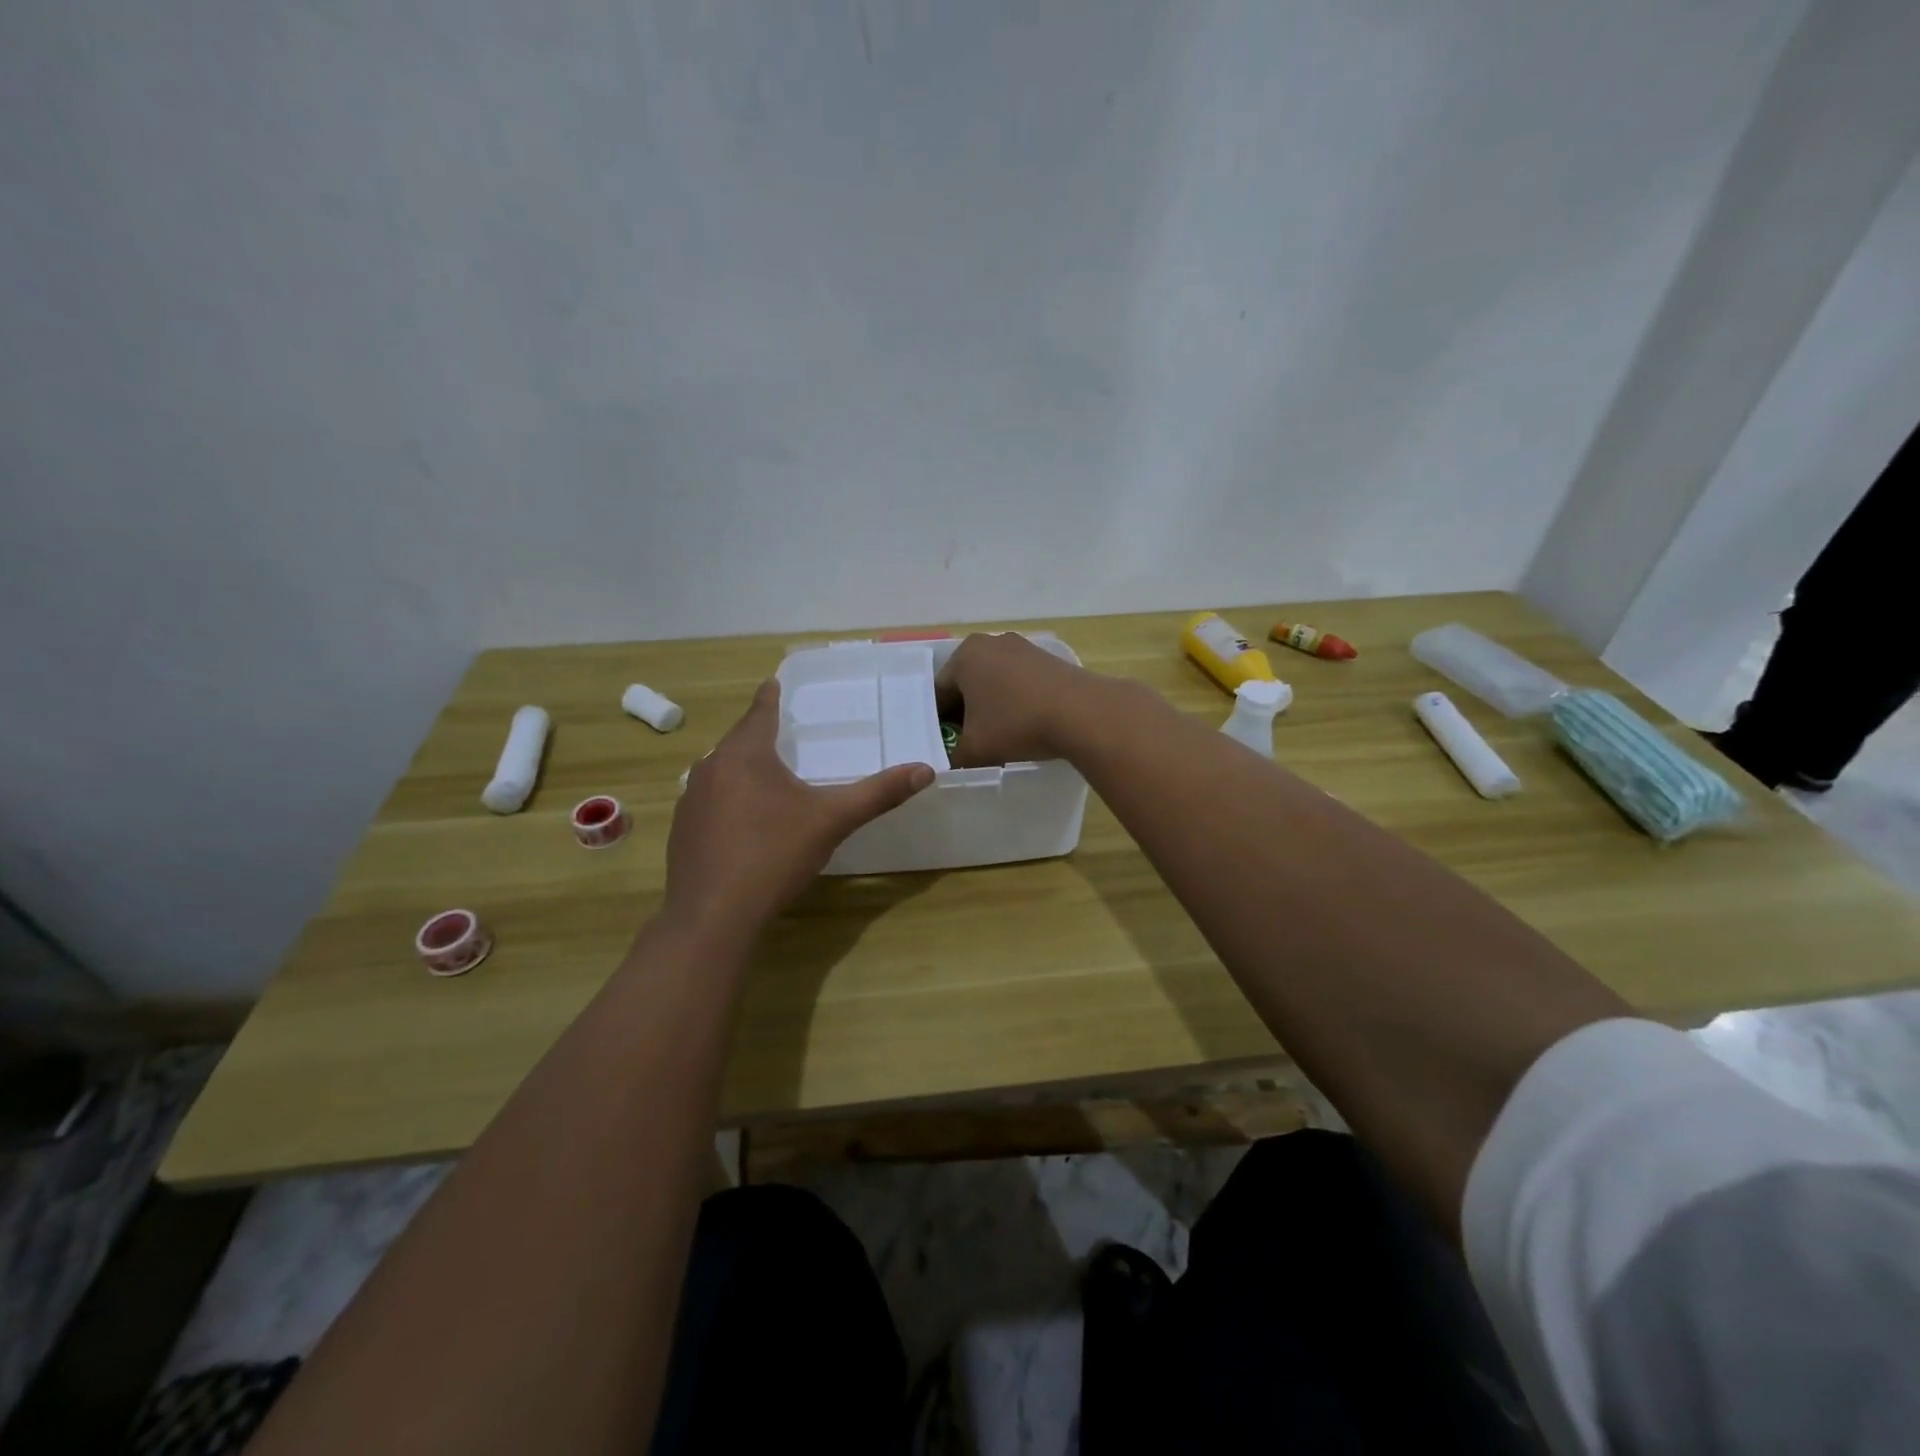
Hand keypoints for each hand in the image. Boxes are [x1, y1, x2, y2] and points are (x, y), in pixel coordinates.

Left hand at [665, 680, 933, 933]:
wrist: (712, 915)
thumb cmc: (773, 855)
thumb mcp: (832, 821)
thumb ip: (878, 794)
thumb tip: (925, 771)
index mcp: (745, 755)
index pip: (760, 712)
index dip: (770, 696)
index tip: (773, 682)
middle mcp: (711, 768)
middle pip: (738, 740)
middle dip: (758, 733)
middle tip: (780, 730)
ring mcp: (691, 800)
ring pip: (721, 770)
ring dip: (742, 767)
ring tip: (764, 773)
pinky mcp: (682, 831)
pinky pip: (709, 800)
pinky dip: (728, 798)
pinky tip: (742, 820)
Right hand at [934, 632, 1106, 767]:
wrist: (1084, 713)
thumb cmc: (1018, 724)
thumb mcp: (975, 750)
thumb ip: (954, 758)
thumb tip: (950, 764)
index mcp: (965, 656)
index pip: (939, 692)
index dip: (938, 722)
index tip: (944, 745)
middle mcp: (991, 643)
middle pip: (967, 683)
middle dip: (965, 712)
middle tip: (967, 742)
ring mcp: (1023, 647)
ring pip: (994, 682)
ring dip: (991, 707)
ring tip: (998, 736)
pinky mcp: (1048, 658)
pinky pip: (1019, 682)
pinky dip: (1015, 701)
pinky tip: (1024, 724)